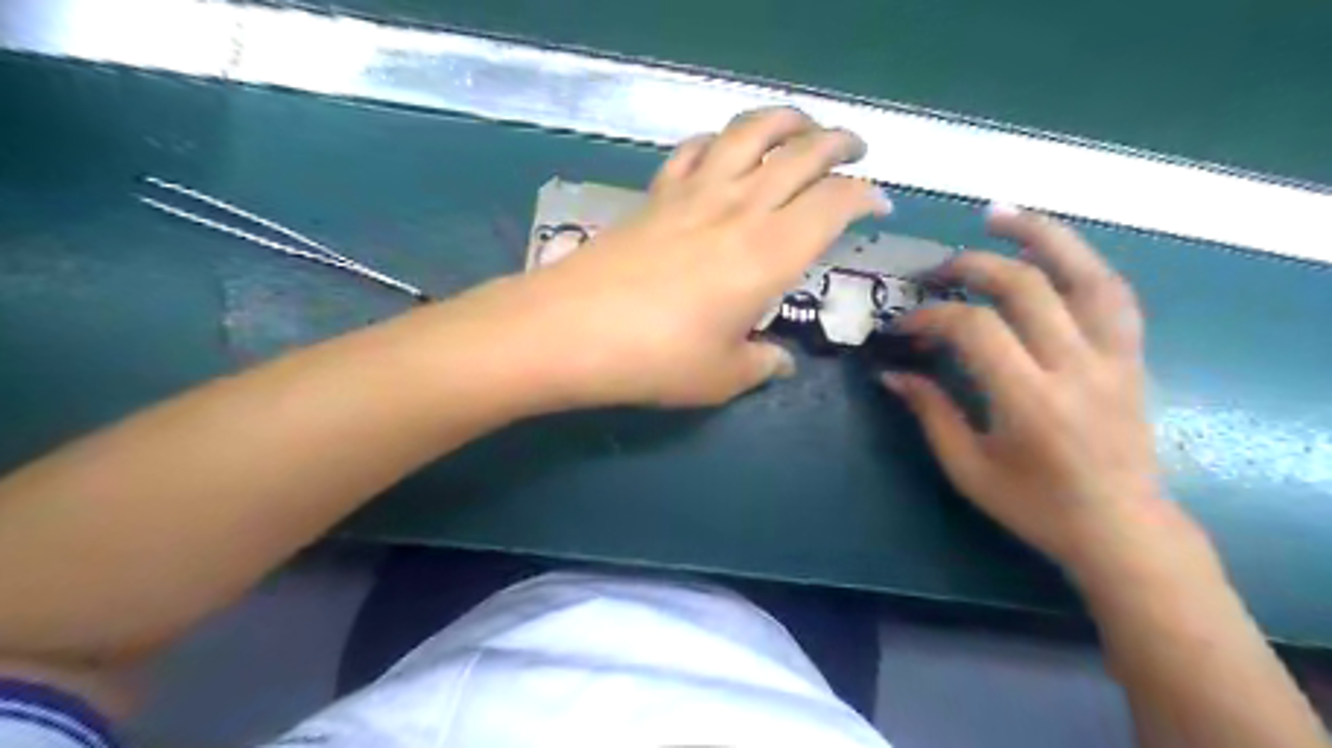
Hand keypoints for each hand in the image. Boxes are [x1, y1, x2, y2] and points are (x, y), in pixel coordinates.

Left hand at [496, 104, 883, 407]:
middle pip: (802, 152)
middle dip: (838, 142)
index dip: (865, 197)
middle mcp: (741, 209)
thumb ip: (761, 364)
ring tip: (801, 127)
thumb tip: (780, 361)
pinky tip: (723, 149)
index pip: (835, 203)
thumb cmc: (656, 359)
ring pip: (750, 132)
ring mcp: (694, 194)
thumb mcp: (722, 377)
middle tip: (855, 148)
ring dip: (785, 120)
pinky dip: (719, 140)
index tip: (878, 206)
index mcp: (771, 253)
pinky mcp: (656, 195)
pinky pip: (695, 150)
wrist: (569, 330)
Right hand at [883, 207, 1174, 575]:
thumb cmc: (1037, 506)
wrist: (1123, 529)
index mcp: (1030, 400)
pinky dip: (1081, 262)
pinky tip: (1054, 251)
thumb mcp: (968, 468)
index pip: (975, 329)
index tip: (903, 326)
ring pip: (1085, 274)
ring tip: (1000, 215)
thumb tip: (891, 372)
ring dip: (1041, 235)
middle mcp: (1076, 367)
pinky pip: (1113, 293)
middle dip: (973, 267)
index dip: (931, 317)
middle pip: (1026, 286)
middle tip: (937, 271)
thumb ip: (931, 412)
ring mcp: (1113, 356)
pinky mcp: (1131, 356)